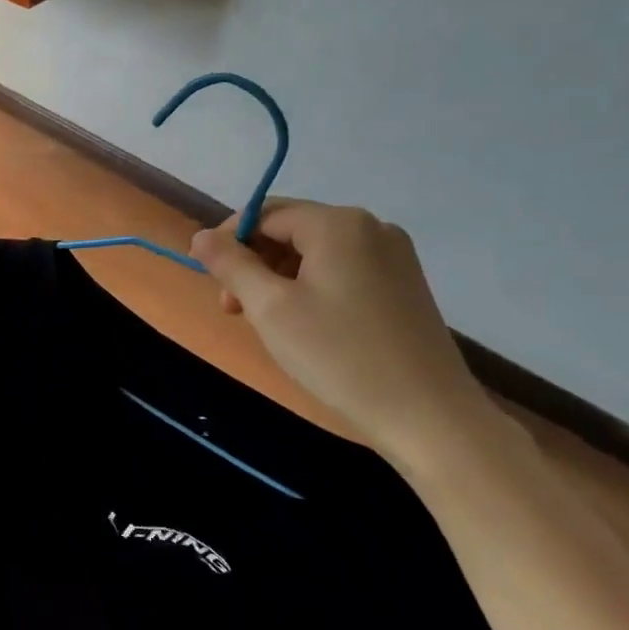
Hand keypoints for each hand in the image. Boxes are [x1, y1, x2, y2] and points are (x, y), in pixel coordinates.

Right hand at [191, 200, 494, 466]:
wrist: (428, 416)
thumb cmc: (339, 356)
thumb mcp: (270, 308)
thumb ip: (231, 264)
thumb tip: (200, 236)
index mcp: (338, 224)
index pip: (265, 213)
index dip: (228, 241)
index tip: (210, 280)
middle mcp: (370, 227)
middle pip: (290, 229)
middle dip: (253, 262)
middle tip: (234, 310)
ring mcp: (393, 256)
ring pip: (314, 252)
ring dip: (278, 278)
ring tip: (265, 322)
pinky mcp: (403, 285)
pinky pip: (341, 270)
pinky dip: (310, 288)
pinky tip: (304, 325)